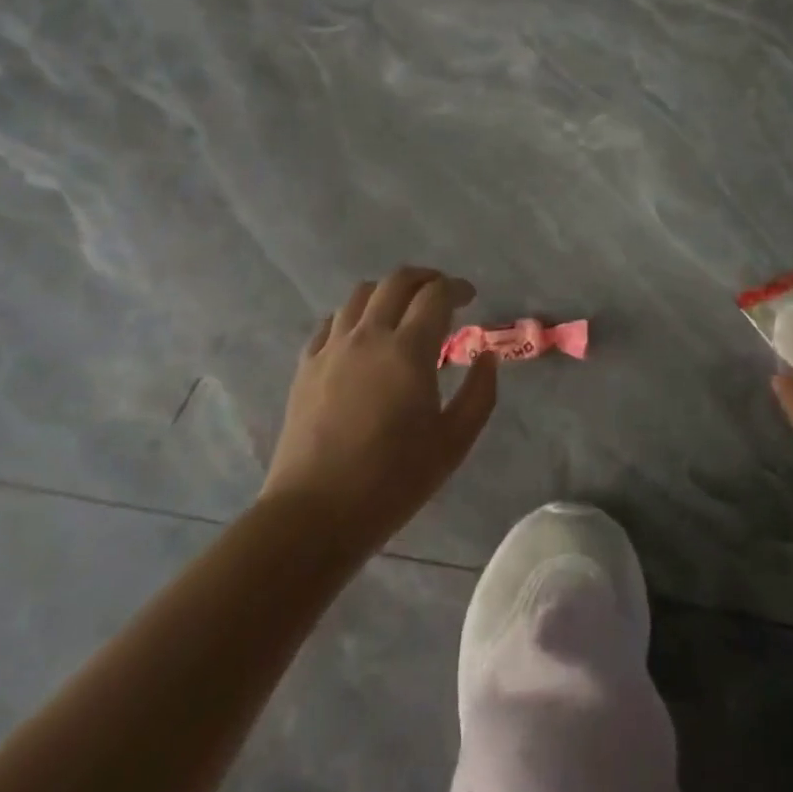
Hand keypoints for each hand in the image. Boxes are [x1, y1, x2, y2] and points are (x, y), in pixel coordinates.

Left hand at [261, 267, 497, 558]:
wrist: (316, 513)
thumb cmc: (393, 480)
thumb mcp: (454, 442)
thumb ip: (479, 393)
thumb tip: (486, 356)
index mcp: (408, 349)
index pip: (436, 295)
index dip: (457, 288)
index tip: (470, 297)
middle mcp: (369, 335)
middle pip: (397, 281)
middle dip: (425, 278)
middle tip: (441, 293)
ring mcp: (332, 347)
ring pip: (360, 294)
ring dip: (388, 292)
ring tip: (402, 310)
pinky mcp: (306, 365)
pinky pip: (331, 322)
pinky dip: (354, 315)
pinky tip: (362, 335)